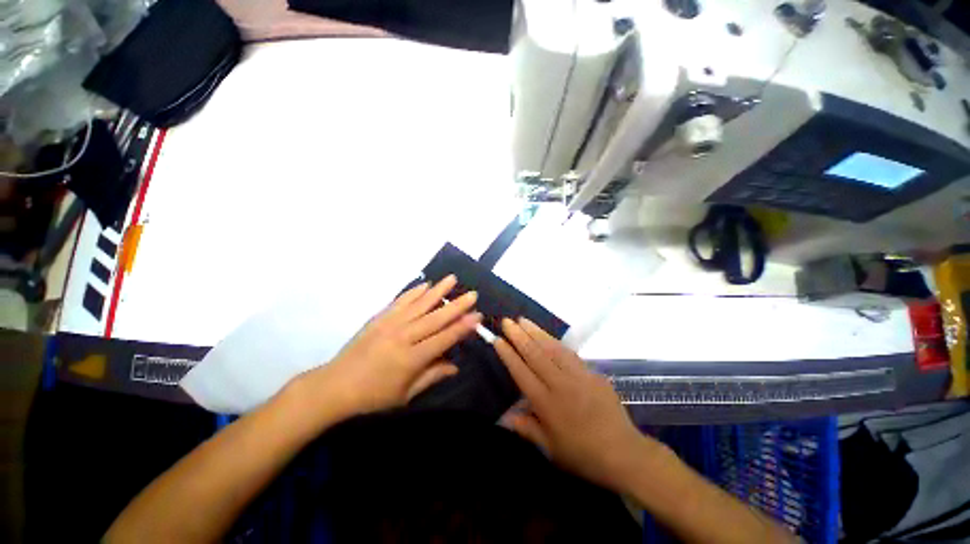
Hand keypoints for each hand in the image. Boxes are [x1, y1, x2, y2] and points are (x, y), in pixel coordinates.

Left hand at [300, 275, 480, 417]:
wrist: (334, 387)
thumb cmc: (372, 398)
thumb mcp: (405, 395)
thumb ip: (432, 376)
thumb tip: (456, 366)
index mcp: (411, 359)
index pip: (444, 339)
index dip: (462, 327)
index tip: (478, 316)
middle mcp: (403, 337)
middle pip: (435, 318)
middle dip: (456, 305)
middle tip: (473, 293)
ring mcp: (389, 324)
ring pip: (419, 304)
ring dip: (437, 291)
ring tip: (452, 279)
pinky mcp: (379, 318)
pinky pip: (400, 301)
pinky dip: (414, 292)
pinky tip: (425, 284)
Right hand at [494, 317, 656, 491]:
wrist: (624, 452)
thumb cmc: (583, 454)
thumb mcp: (550, 449)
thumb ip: (526, 428)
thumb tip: (503, 418)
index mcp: (546, 403)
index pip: (521, 372)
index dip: (508, 354)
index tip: (498, 339)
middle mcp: (559, 384)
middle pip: (535, 354)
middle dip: (519, 335)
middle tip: (507, 321)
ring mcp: (577, 375)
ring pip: (552, 348)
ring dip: (536, 332)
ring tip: (523, 320)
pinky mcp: (591, 372)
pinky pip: (569, 353)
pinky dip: (555, 341)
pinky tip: (547, 335)